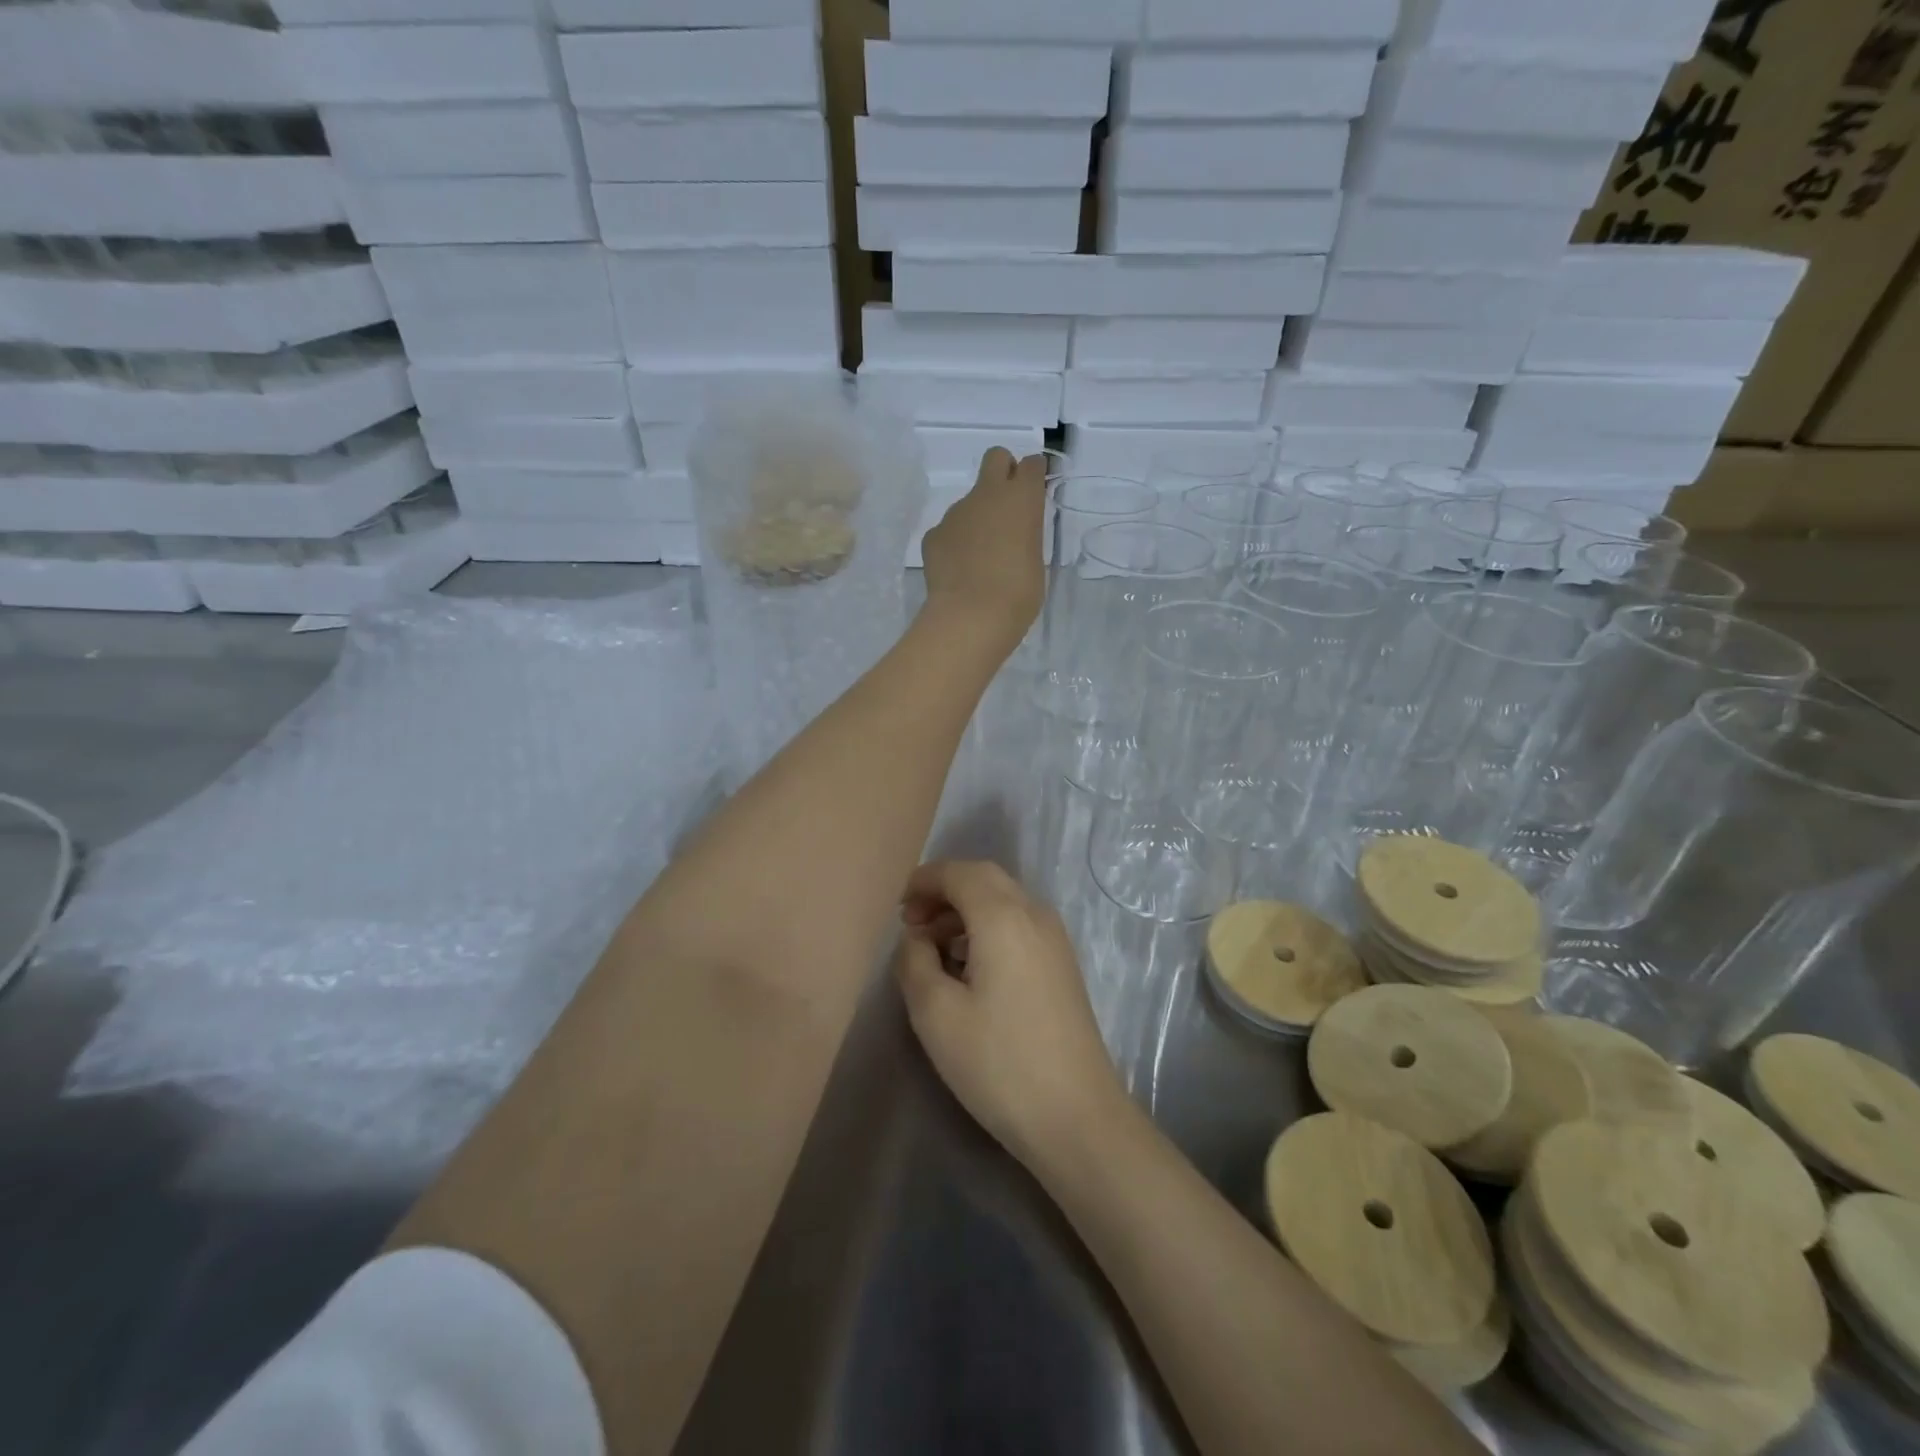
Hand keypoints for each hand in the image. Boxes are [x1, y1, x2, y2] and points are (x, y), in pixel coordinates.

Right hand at [895, 860, 1125, 1168]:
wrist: (1076, 1116)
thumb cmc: (998, 1062)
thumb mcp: (935, 1013)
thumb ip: (914, 961)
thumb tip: (917, 938)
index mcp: (1004, 916)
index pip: (959, 872)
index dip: (924, 881)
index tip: (898, 908)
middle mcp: (1034, 914)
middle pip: (985, 879)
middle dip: (945, 891)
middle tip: (913, 924)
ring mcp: (1055, 939)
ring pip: (1004, 901)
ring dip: (966, 910)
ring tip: (934, 949)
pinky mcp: (1062, 965)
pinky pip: (1019, 924)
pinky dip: (988, 928)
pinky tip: (969, 967)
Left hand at [918, 449, 1045, 654]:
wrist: (970, 616)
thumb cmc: (1018, 594)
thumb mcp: (1035, 561)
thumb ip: (1026, 536)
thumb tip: (1012, 535)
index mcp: (1021, 499)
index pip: (1032, 465)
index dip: (1034, 475)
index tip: (1035, 493)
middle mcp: (987, 495)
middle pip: (995, 458)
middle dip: (1002, 472)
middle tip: (1006, 507)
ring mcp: (955, 513)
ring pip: (969, 502)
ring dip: (976, 518)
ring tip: (980, 558)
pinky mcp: (933, 534)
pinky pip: (948, 530)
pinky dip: (955, 543)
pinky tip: (959, 570)